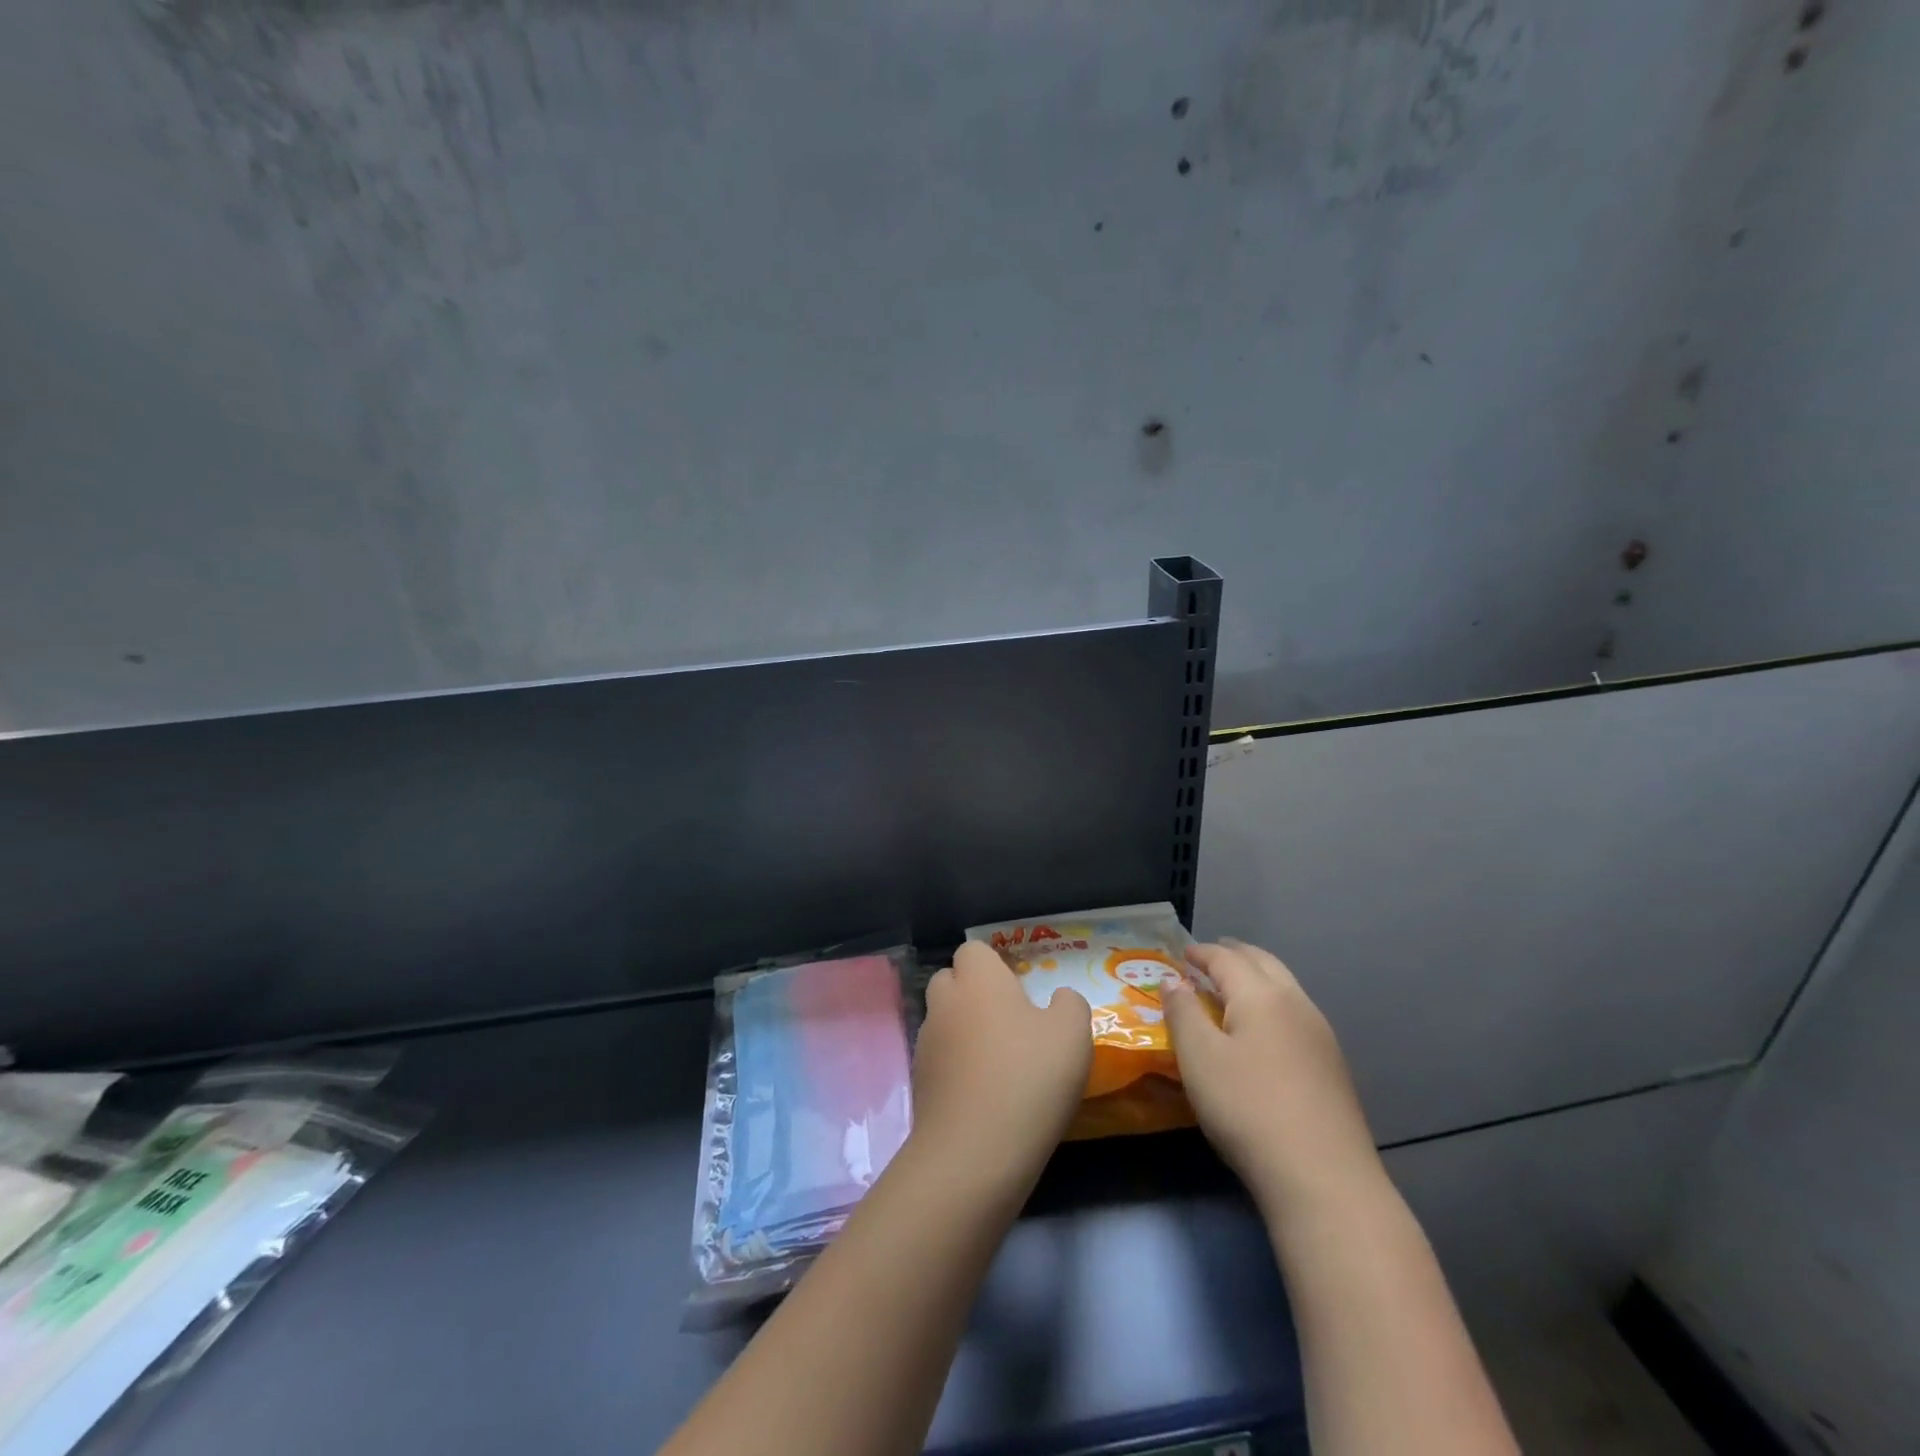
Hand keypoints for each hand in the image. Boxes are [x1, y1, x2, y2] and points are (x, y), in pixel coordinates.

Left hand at [909, 942, 1091, 1194]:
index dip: (995, 965)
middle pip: (951, 982)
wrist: (973, 1152)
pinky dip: (958, 1069)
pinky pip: (941, 1061)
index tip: (1020, 991)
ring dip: (965, 1033)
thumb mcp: (1073, 1033)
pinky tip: (985, 1096)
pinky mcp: (919, 1083)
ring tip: (1000, 1065)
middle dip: (974, 994)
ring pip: (944, 1022)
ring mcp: (926, 1043)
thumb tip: (1058, 999)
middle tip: (1011, 1024)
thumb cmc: (1028, 1077)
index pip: (973, 951)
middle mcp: (944, 1002)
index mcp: (977, 980)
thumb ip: (1069, 1004)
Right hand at [1164, 940, 1381, 1213]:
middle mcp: (1296, 1004)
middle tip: (1210, 957)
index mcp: (1261, 995)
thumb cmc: (1247, 1108)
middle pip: (1264, 963)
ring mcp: (1320, 1035)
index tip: (1181, 953)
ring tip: (1233, 988)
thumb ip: (1182, 1012)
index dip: (1201, 952)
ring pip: (1285, 987)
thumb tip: (1172, 979)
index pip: (1226, 958)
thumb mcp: (1199, 1058)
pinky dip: (1272, 1003)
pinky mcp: (1332, 1066)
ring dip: (1257, 977)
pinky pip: (1295, 1013)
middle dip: (1235, 955)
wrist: (1323, 1178)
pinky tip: (1263, 1029)